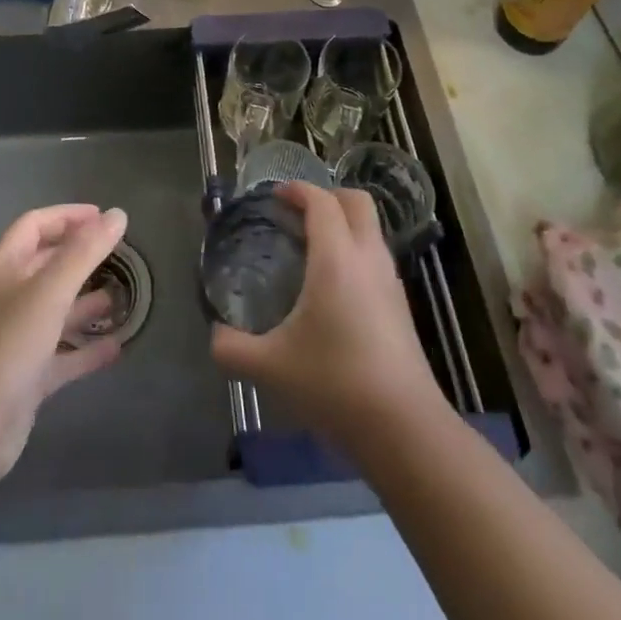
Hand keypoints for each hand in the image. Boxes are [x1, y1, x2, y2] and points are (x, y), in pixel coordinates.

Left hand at [0, 204, 128, 482]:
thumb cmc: (5, 344)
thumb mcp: (49, 291)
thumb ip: (85, 252)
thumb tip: (118, 214)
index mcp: (2, 267)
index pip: (35, 226)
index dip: (67, 217)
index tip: (104, 218)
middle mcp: (6, 297)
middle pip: (46, 266)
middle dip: (80, 258)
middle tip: (120, 256)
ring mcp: (15, 339)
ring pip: (56, 311)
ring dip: (86, 303)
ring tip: (123, 298)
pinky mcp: (25, 379)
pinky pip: (61, 356)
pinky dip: (86, 350)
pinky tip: (117, 347)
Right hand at [211, 183, 442, 448]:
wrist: (405, 429)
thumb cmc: (335, 384)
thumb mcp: (271, 367)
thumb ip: (233, 348)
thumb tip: (215, 336)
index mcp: (336, 258)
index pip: (322, 202)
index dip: (298, 190)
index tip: (275, 196)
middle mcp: (368, 259)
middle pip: (357, 202)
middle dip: (328, 197)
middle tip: (298, 213)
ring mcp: (390, 282)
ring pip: (371, 231)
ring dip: (344, 225)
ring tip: (312, 249)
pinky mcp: (401, 307)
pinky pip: (377, 258)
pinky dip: (355, 253)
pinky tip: (334, 288)